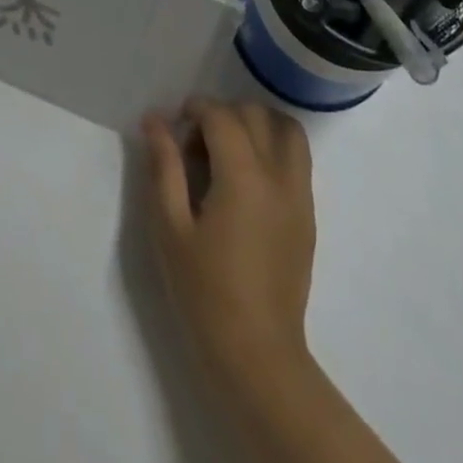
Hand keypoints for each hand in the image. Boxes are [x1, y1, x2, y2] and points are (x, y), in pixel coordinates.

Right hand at [142, 99, 315, 384]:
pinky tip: (248, 176)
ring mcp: (300, 195)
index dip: (195, 108)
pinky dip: (274, 145)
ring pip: (286, 129)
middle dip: (222, 114)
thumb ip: (164, 165)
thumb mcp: (170, 227)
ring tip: (229, 150)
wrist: (257, 354)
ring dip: (256, 124)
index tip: (174, 124)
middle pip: (255, 114)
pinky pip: (298, 157)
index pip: (222, 116)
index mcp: (243, 177)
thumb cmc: (205, 291)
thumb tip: (155, 119)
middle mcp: (278, 176)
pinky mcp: (308, 214)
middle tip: (196, 144)